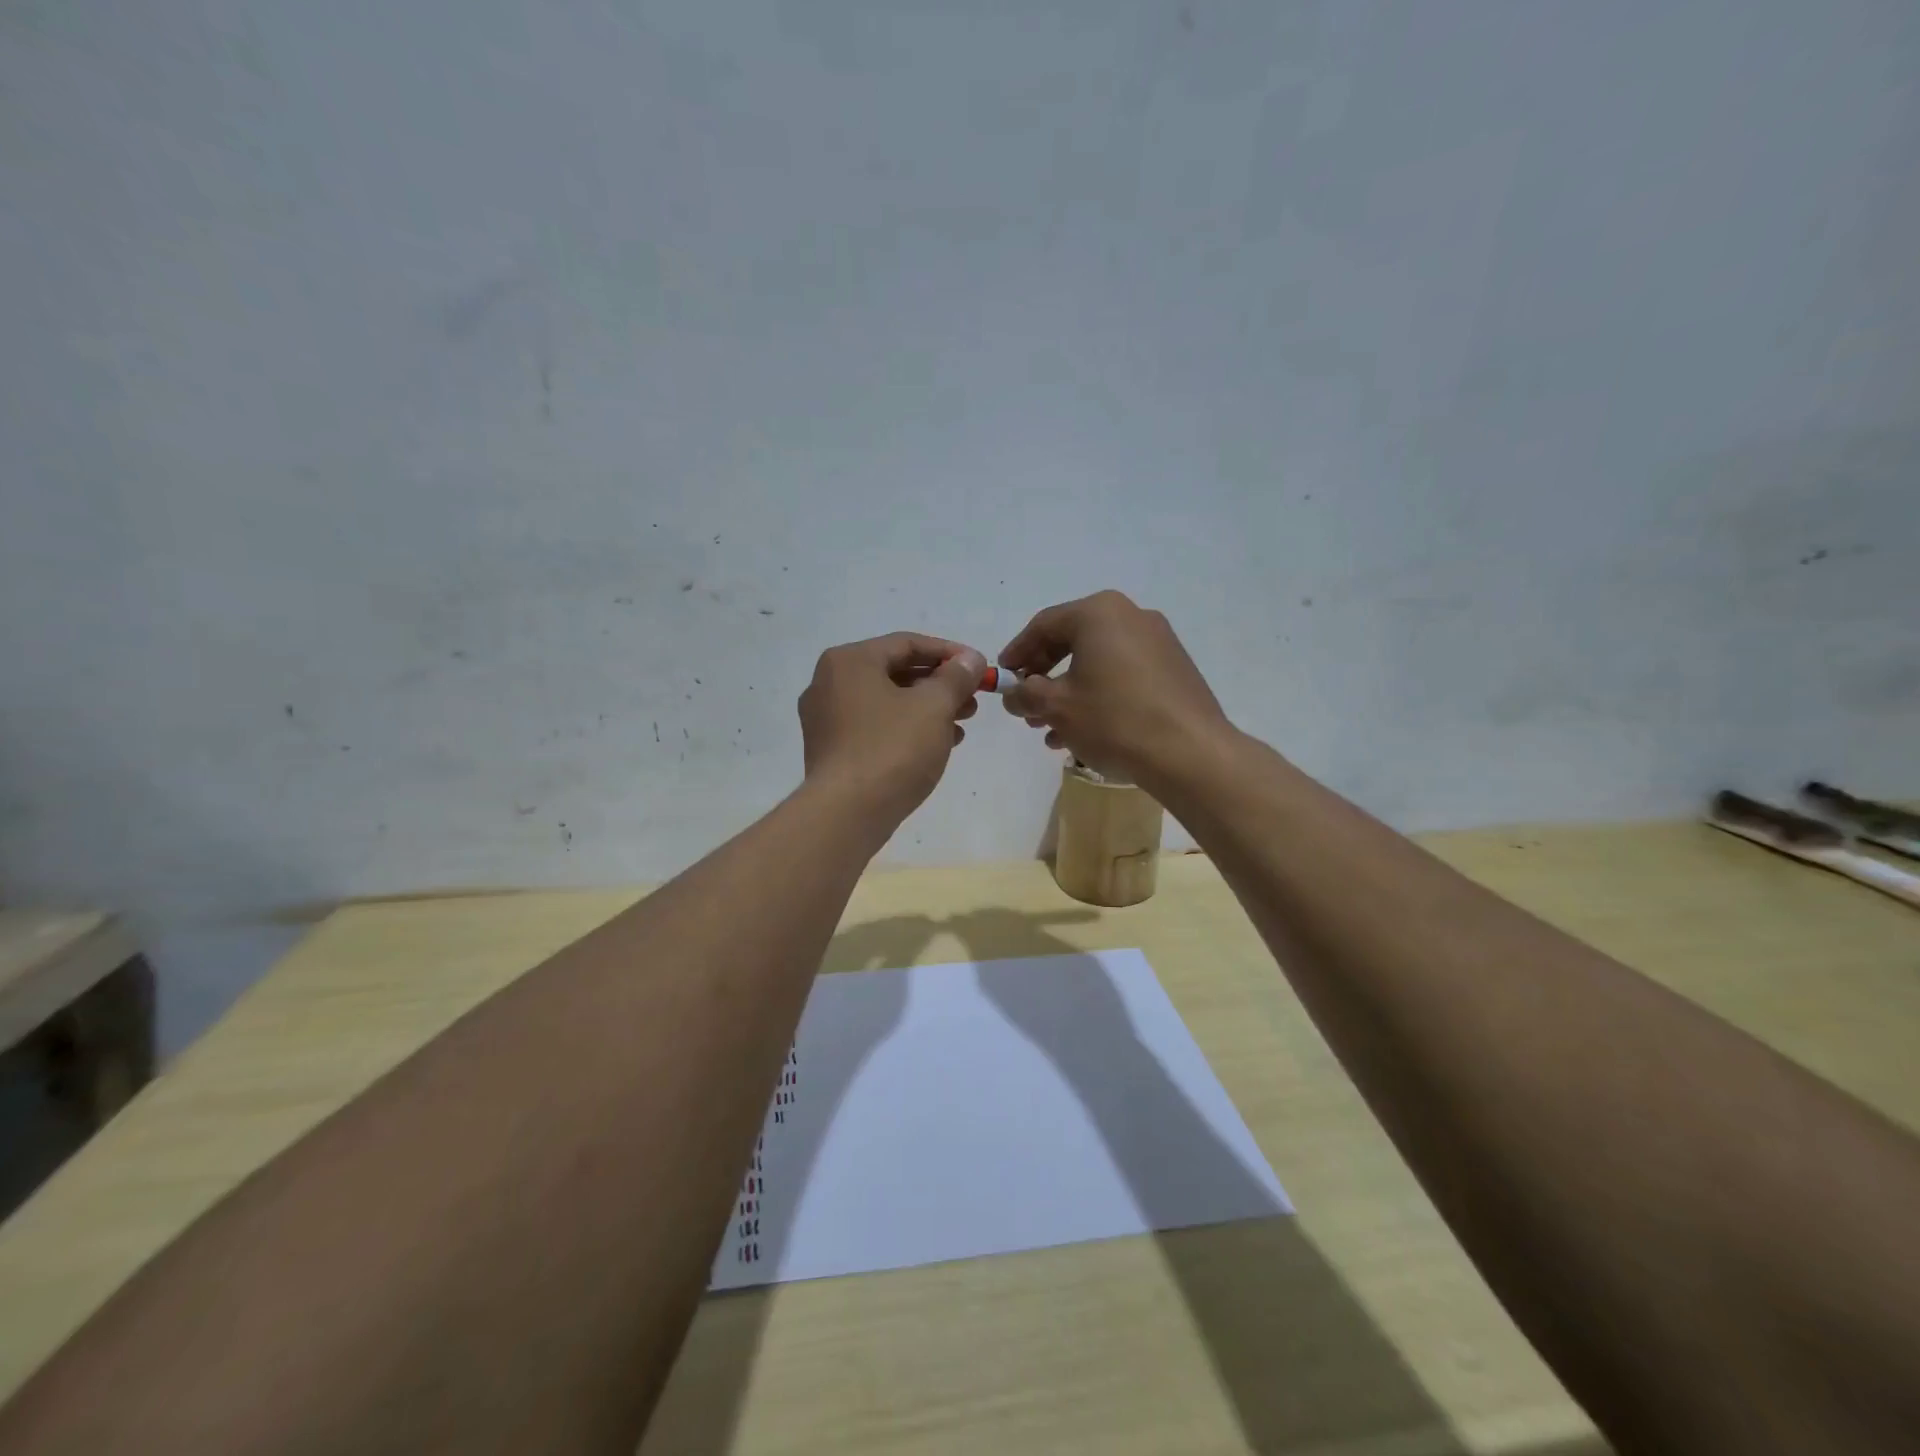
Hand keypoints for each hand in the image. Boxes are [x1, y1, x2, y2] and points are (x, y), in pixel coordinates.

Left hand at [798, 633, 985, 827]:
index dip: (949, 653)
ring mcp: (825, 719)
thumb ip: (956, 677)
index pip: (907, 643)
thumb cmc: (892, 749)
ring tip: (963, 723)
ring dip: (927, 708)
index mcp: (849, 661)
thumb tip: (970, 659)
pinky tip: (938, 744)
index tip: (979, 668)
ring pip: (886, 702)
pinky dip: (906, 729)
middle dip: (939, 684)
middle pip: (895, 672)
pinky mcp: (831, 750)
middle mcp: (829, 683)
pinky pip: (875, 727)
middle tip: (973, 699)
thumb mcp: (934, 707)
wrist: (847, 814)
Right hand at [998, 591, 1230, 790]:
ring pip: (1098, 662)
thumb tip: (1012, 694)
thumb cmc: (1114, 720)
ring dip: (1069, 692)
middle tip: (1026, 705)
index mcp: (1099, 613)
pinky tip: (1085, 732)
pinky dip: (1099, 695)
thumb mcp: (1056, 707)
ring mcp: (1159, 641)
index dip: (1017, 653)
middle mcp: (1131, 615)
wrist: (1189, 752)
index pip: (1043, 625)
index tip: (1001, 678)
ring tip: (1050, 729)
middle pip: (1072, 641)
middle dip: (1044, 676)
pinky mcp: (1174, 668)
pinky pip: (1123, 674)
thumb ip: (1025, 694)